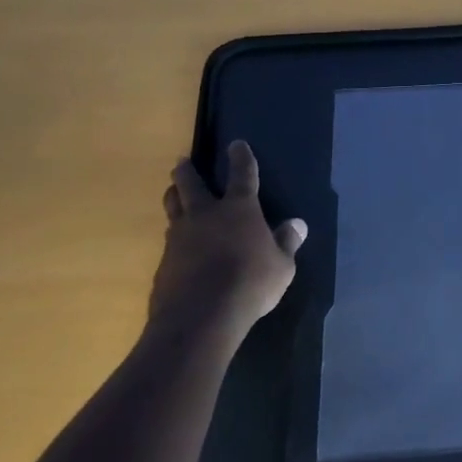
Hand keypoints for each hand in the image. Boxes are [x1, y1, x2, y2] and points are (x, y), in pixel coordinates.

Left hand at [150, 142, 306, 338]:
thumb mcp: (281, 266)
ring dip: (174, 196)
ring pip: (172, 207)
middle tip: (182, 162)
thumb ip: (287, 243)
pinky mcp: (164, 262)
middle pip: (191, 184)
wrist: (199, 317)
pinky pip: (169, 239)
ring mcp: (180, 237)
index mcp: (239, 209)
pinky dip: (174, 235)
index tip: (236, 144)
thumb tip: (297, 225)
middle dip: (187, 171)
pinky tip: (179, 245)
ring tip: (174, 192)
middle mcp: (206, 215)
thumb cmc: (250, 284)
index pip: (242, 175)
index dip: (241, 158)